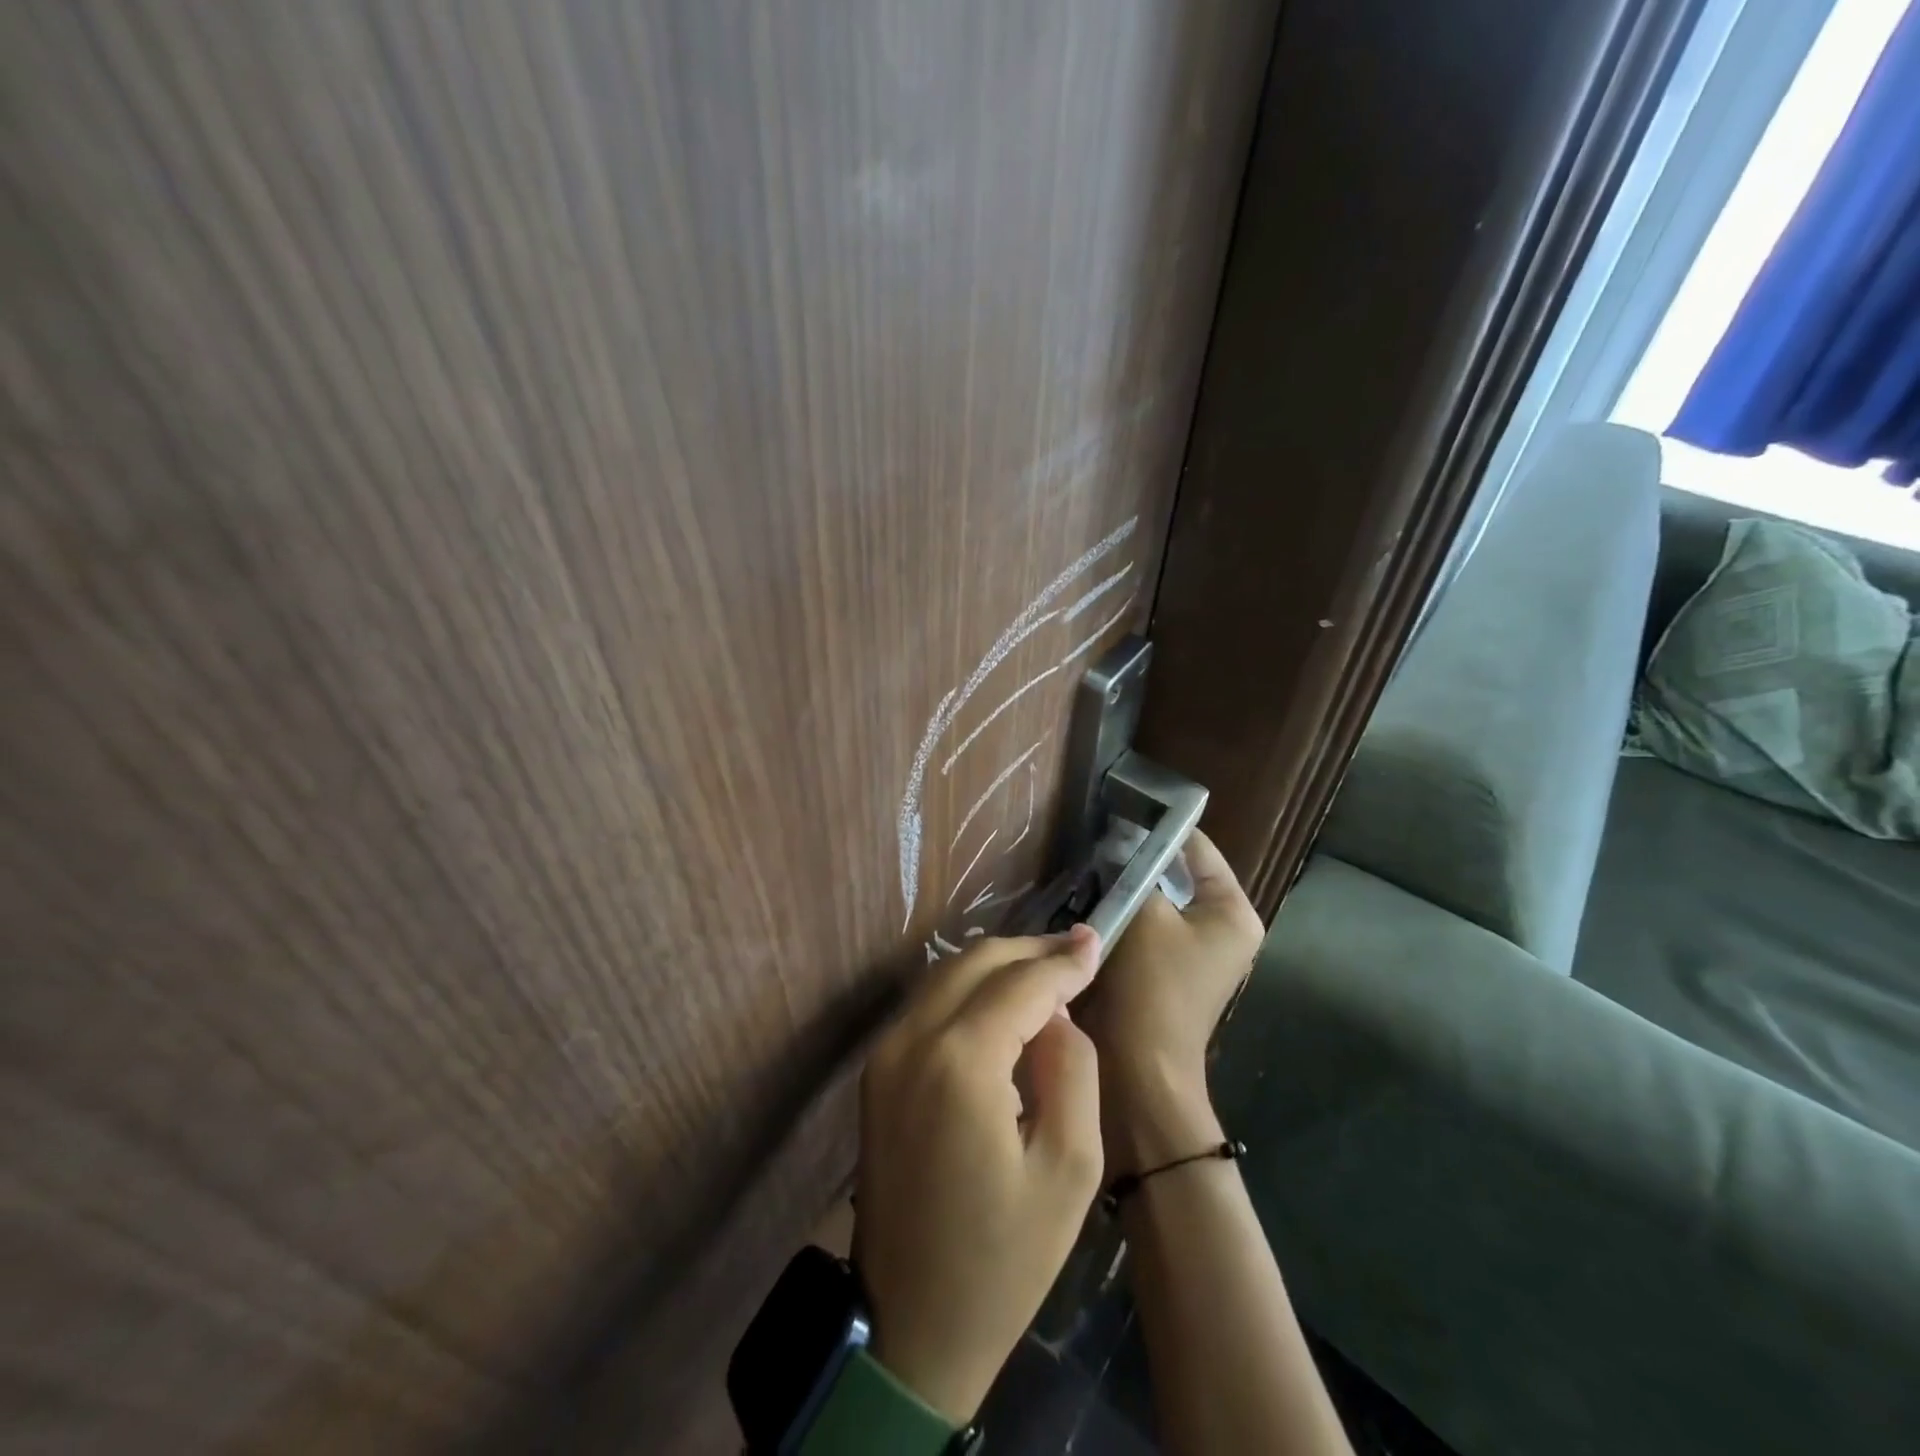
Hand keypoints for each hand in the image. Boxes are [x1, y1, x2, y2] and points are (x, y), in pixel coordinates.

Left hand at [854, 926, 1104, 1424]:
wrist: (908, 1328)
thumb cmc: (1002, 1261)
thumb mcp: (1069, 1170)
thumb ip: (1072, 1069)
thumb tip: (1056, 1014)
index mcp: (959, 1062)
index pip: (1021, 983)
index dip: (1063, 961)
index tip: (1097, 941)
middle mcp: (911, 1039)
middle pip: (976, 962)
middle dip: (1029, 950)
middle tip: (1077, 951)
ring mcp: (885, 1053)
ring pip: (947, 975)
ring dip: (998, 965)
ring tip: (1048, 971)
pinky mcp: (876, 1072)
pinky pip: (928, 1005)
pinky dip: (969, 990)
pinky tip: (1003, 1003)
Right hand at [1077, 830, 1263, 1166]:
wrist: (1141, 1068)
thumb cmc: (1152, 986)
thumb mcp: (1143, 915)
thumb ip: (1134, 872)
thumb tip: (1120, 843)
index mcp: (1233, 912)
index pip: (1199, 849)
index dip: (1161, 828)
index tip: (1121, 810)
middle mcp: (1224, 929)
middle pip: (1178, 875)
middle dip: (1139, 860)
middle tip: (1099, 841)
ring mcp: (1197, 952)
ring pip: (1158, 901)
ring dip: (1128, 889)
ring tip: (1091, 868)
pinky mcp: (1169, 970)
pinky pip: (1147, 927)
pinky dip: (1124, 915)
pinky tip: (1093, 903)